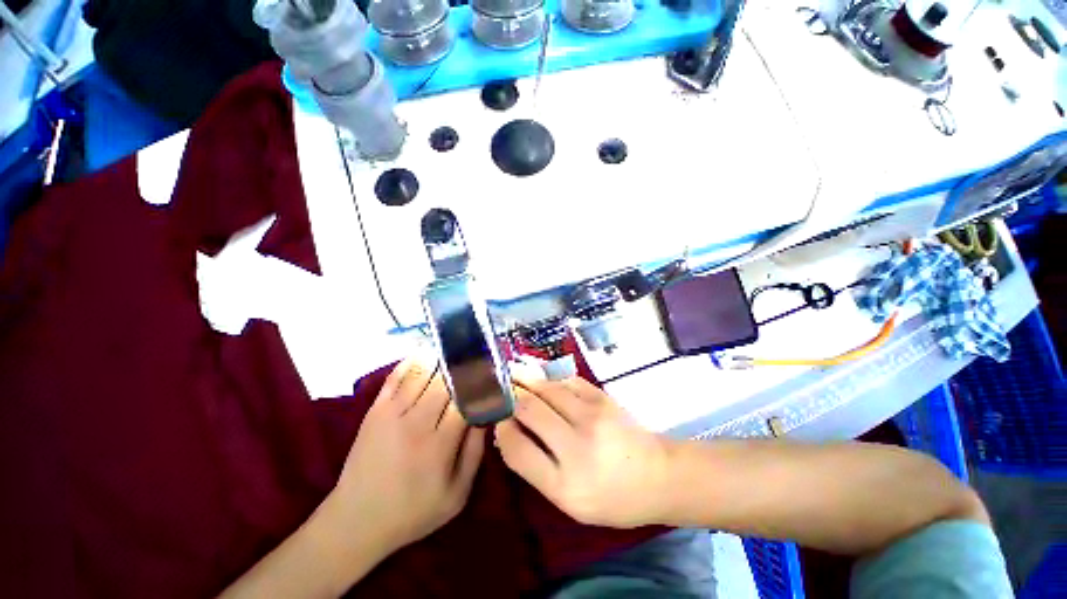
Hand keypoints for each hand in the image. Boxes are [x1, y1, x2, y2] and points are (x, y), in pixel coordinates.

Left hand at [331, 358, 485, 553]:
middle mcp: (416, 423)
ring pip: (423, 372)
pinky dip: (412, 361)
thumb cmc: (413, 512)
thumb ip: (475, 453)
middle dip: (464, 367)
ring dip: (441, 359)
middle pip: (446, 381)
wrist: (356, 521)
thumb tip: (486, 415)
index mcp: (439, 445)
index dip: (481, 384)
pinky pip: (396, 376)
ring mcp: (392, 413)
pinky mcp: (375, 409)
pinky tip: (426, 352)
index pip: (466, 400)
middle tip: (477, 357)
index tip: (492, 374)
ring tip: (456, 351)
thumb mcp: (456, 495)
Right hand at [494, 376, 669, 527]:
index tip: (497, 420)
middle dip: (509, 395)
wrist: (659, 476)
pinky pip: (568, 381)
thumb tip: (509, 433)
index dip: (501, 430)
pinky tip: (545, 379)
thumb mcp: (570, 501)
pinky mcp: (603, 398)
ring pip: (547, 389)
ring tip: (512, 372)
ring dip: (525, 379)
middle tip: (498, 387)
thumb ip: (536, 469)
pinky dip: (552, 379)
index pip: (517, 450)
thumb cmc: (613, 496)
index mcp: (565, 484)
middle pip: (529, 409)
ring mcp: (592, 416)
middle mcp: (576, 446)